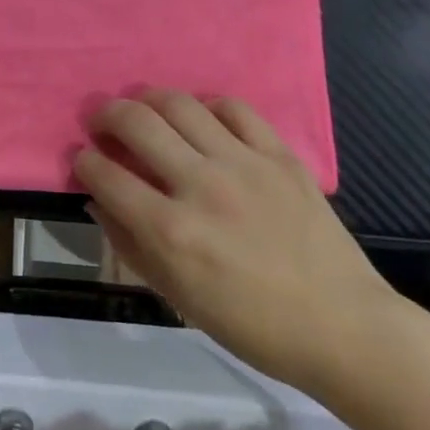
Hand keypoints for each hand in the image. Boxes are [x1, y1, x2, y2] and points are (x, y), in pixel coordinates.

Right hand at [74, 89, 397, 397]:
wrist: (345, 329)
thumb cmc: (254, 325)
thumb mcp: (179, 297)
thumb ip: (131, 245)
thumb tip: (99, 201)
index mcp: (172, 231)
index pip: (105, 174)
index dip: (85, 162)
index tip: (84, 160)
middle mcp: (201, 186)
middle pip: (135, 122)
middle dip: (106, 114)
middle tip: (102, 122)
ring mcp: (243, 164)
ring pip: (179, 103)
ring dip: (149, 100)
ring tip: (144, 109)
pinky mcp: (279, 154)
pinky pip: (233, 108)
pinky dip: (208, 107)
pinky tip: (203, 121)